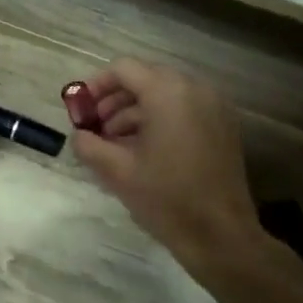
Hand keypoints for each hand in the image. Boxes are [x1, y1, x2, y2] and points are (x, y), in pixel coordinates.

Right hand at [70, 59, 264, 270]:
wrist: (220, 234)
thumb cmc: (166, 198)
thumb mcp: (117, 171)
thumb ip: (89, 144)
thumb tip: (79, 135)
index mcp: (168, 93)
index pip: (123, 69)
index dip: (95, 86)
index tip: (80, 110)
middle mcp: (195, 89)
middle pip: (145, 78)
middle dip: (115, 100)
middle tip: (96, 128)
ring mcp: (214, 107)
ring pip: (165, 95)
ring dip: (135, 111)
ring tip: (115, 144)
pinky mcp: (223, 126)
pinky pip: (184, 109)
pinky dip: (160, 120)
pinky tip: (143, 151)